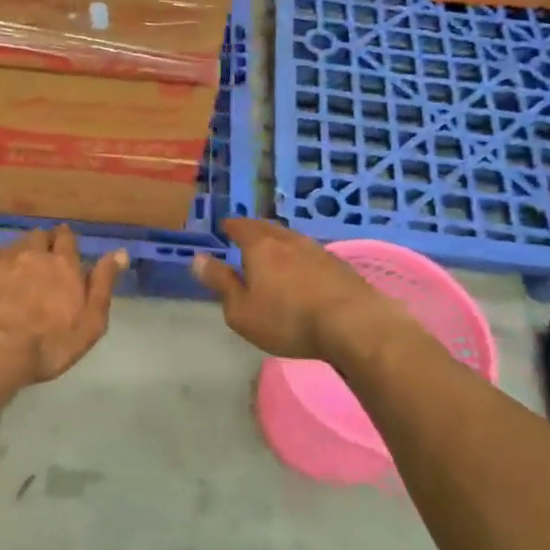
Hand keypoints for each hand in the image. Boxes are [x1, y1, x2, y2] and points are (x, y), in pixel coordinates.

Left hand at [0, 227, 126, 397]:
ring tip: (25, 262)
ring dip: (24, 248)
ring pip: (18, 242)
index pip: (67, 238)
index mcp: (64, 264)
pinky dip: (0, 257)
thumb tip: (120, 252)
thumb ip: (103, 284)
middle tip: (47, 255)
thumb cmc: (49, 343)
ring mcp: (5, 261)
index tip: (67, 248)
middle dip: (46, 241)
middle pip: (41, 235)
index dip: (67, 241)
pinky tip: (0, 269)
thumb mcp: (90, 322)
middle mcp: (35, 254)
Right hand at [192, 219, 395, 362]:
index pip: (240, 227)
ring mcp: (318, 250)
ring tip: (273, 251)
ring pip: (291, 239)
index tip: (224, 226)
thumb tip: (197, 258)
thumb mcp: (241, 310)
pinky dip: (300, 258)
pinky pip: (311, 254)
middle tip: (245, 234)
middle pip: (267, 228)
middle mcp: (289, 240)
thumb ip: (220, 283)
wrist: (353, 324)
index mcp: (260, 246)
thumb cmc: (288, 319)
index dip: (230, 226)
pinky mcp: (339, 265)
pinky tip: (302, 270)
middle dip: (254, 230)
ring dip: (279, 242)